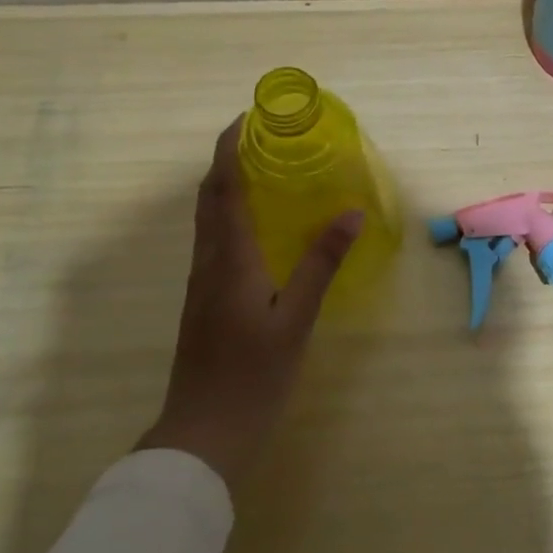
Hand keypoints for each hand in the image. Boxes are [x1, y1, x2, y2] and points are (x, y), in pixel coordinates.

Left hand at [138, 117, 361, 491]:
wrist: (204, 433)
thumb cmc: (253, 376)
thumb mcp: (296, 319)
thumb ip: (321, 263)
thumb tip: (350, 213)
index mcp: (229, 259)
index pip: (224, 188)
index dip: (230, 149)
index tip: (246, 118)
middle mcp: (208, 262)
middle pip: (209, 198)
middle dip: (228, 161)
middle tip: (260, 138)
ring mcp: (201, 284)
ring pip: (208, 221)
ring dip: (227, 187)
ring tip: (261, 171)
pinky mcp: (204, 302)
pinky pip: (214, 242)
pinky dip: (229, 217)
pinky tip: (255, 228)